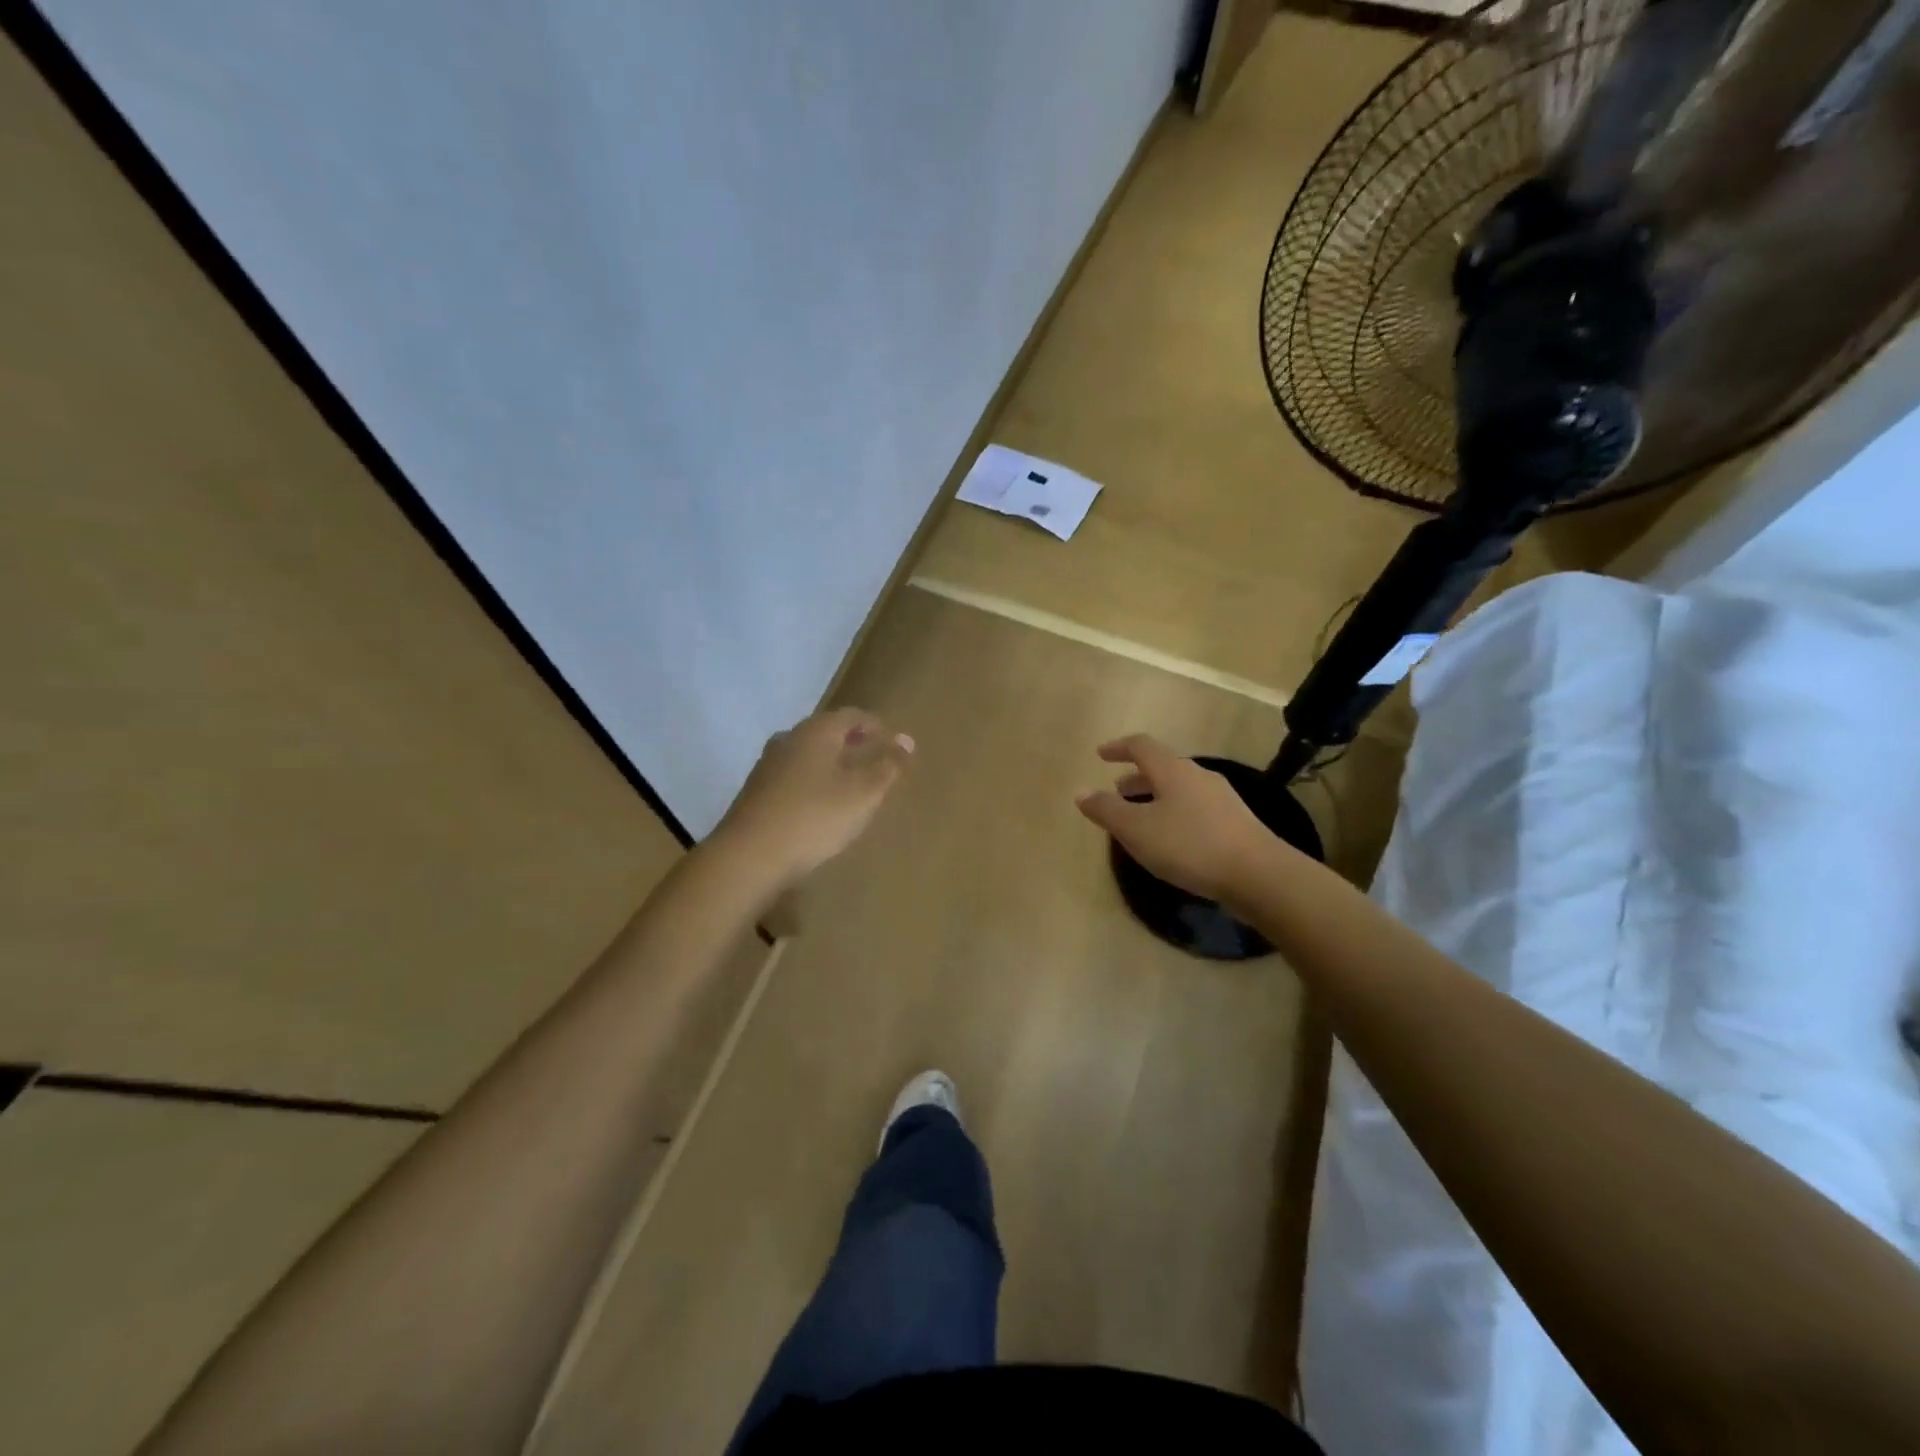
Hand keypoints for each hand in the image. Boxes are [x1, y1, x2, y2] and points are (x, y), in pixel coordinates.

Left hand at [710, 707, 914, 892]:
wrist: (749, 856)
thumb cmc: (815, 817)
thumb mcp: (863, 793)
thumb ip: (888, 766)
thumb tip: (907, 741)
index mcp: (816, 731)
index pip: (851, 715)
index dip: (874, 725)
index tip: (891, 738)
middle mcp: (789, 739)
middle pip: (825, 731)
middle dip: (851, 741)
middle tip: (873, 756)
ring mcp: (768, 765)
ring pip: (807, 754)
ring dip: (830, 762)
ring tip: (850, 781)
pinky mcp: (756, 792)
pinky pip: (793, 776)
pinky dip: (812, 781)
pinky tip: (820, 803)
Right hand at [1075, 734, 1278, 904]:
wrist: (1258, 875)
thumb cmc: (1189, 845)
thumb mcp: (1137, 830)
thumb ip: (1106, 810)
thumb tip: (1080, 792)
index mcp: (1172, 770)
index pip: (1141, 746)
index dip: (1118, 748)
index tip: (1101, 754)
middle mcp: (1198, 776)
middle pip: (1163, 767)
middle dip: (1137, 776)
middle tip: (1117, 789)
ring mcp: (1221, 799)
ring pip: (1180, 788)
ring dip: (1156, 796)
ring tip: (1141, 817)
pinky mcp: (1235, 823)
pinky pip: (1195, 808)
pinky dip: (1174, 812)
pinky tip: (1172, 838)